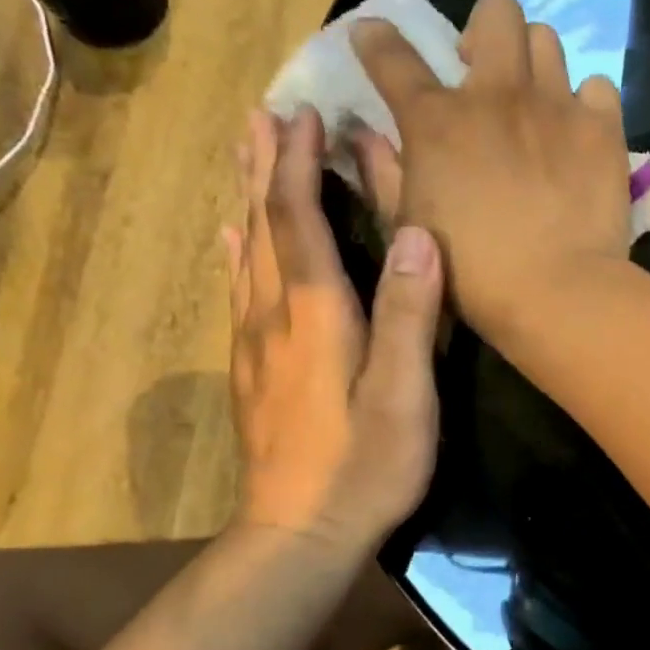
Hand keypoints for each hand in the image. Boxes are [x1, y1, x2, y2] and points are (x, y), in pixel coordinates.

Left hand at [223, 107, 441, 547]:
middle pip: (263, 226)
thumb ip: (409, 315)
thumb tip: (417, 235)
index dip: (300, 167)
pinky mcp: (252, 370)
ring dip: (249, 198)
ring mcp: (255, 344)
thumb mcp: (405, 395)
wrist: (298, 535)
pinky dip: (238, 250)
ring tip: (248, 156)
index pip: (299, 222)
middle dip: (265, 168)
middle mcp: (274, 316)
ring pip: (246, 253)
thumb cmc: (365, 466)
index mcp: (316, 314)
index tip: (304, 114)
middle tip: (262, 116)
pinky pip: (239, 289)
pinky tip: (233, 238)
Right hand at [349, 0, 631, 339]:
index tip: (376, 39)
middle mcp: (496, 94)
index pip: (392, 55)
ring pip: (547, 40)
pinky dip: (585, 102)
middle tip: (483, 71)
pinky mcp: (602, 128)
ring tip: (535, 101)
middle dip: (484, 31)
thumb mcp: (411, 229)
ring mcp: (555, 105)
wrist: (559, 293)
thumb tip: (364, 135)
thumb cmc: (474, 274)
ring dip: (533, 62)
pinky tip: (579, 131)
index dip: (377, 40)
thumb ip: (384, 175)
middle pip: (495, 12)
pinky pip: (597, 86)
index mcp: (437, 120)